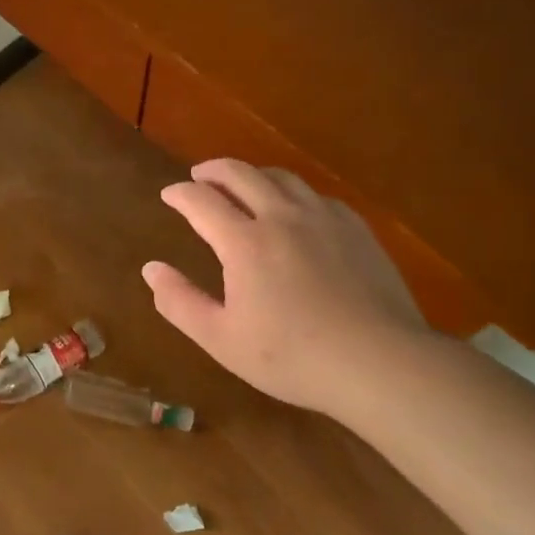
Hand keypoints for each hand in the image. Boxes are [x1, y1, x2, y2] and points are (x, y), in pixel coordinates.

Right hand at [142, 160, 427, 416]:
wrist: (383, 364)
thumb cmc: (293, 357)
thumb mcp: (221, 339)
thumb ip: (180, 301)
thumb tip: (151, 269)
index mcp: (244, 242)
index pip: (201, 200)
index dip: (180, 194)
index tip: (169, 194)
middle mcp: (281, 217)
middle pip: (241, 174)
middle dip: (212, 170)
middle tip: (199, 176)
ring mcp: (324, 219)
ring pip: (281, 178)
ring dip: (253, 175)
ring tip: (243, 185)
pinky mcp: (357, 230)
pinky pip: (317, 196)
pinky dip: (293, 193)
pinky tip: (296, 211)